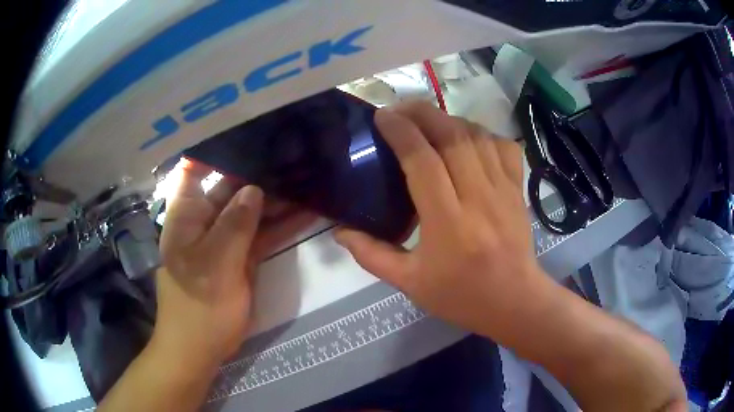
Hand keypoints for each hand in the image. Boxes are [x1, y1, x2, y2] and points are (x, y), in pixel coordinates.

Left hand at [155, 159, 314, 370]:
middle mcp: (205, 219)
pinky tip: (307, 210)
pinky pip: (263, 233)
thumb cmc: (198, 305)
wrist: (202, 346)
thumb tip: (254, 188)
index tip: (249, 134)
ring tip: (308, 177)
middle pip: (231, 186)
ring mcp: (226, 238)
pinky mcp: (242, 255)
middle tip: (294, 153)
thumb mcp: (215, 263)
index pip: (196, 169)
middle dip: (259, 172)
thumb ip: (235, 224)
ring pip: (251, 210)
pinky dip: (281, 224)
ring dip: (276, 198)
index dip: (216, 149)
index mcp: (188, 214)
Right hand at [335, 101, 547, 342]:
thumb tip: (340, 232)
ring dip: (449, 119)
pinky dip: (482, 133)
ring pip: (477, 136)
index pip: (422, 161)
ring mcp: (504, 190)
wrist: (514, 301)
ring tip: (427, 120)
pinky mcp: (518, 189)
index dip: (401, 132)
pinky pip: (502, 145)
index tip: (382, 118)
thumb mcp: (410, 283)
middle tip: (400, 110)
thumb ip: (371, 256)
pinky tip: (467, 138)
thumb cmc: (461, 296)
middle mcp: (479, 198)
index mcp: (448, 224)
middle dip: (422, 113)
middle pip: (451, 136)